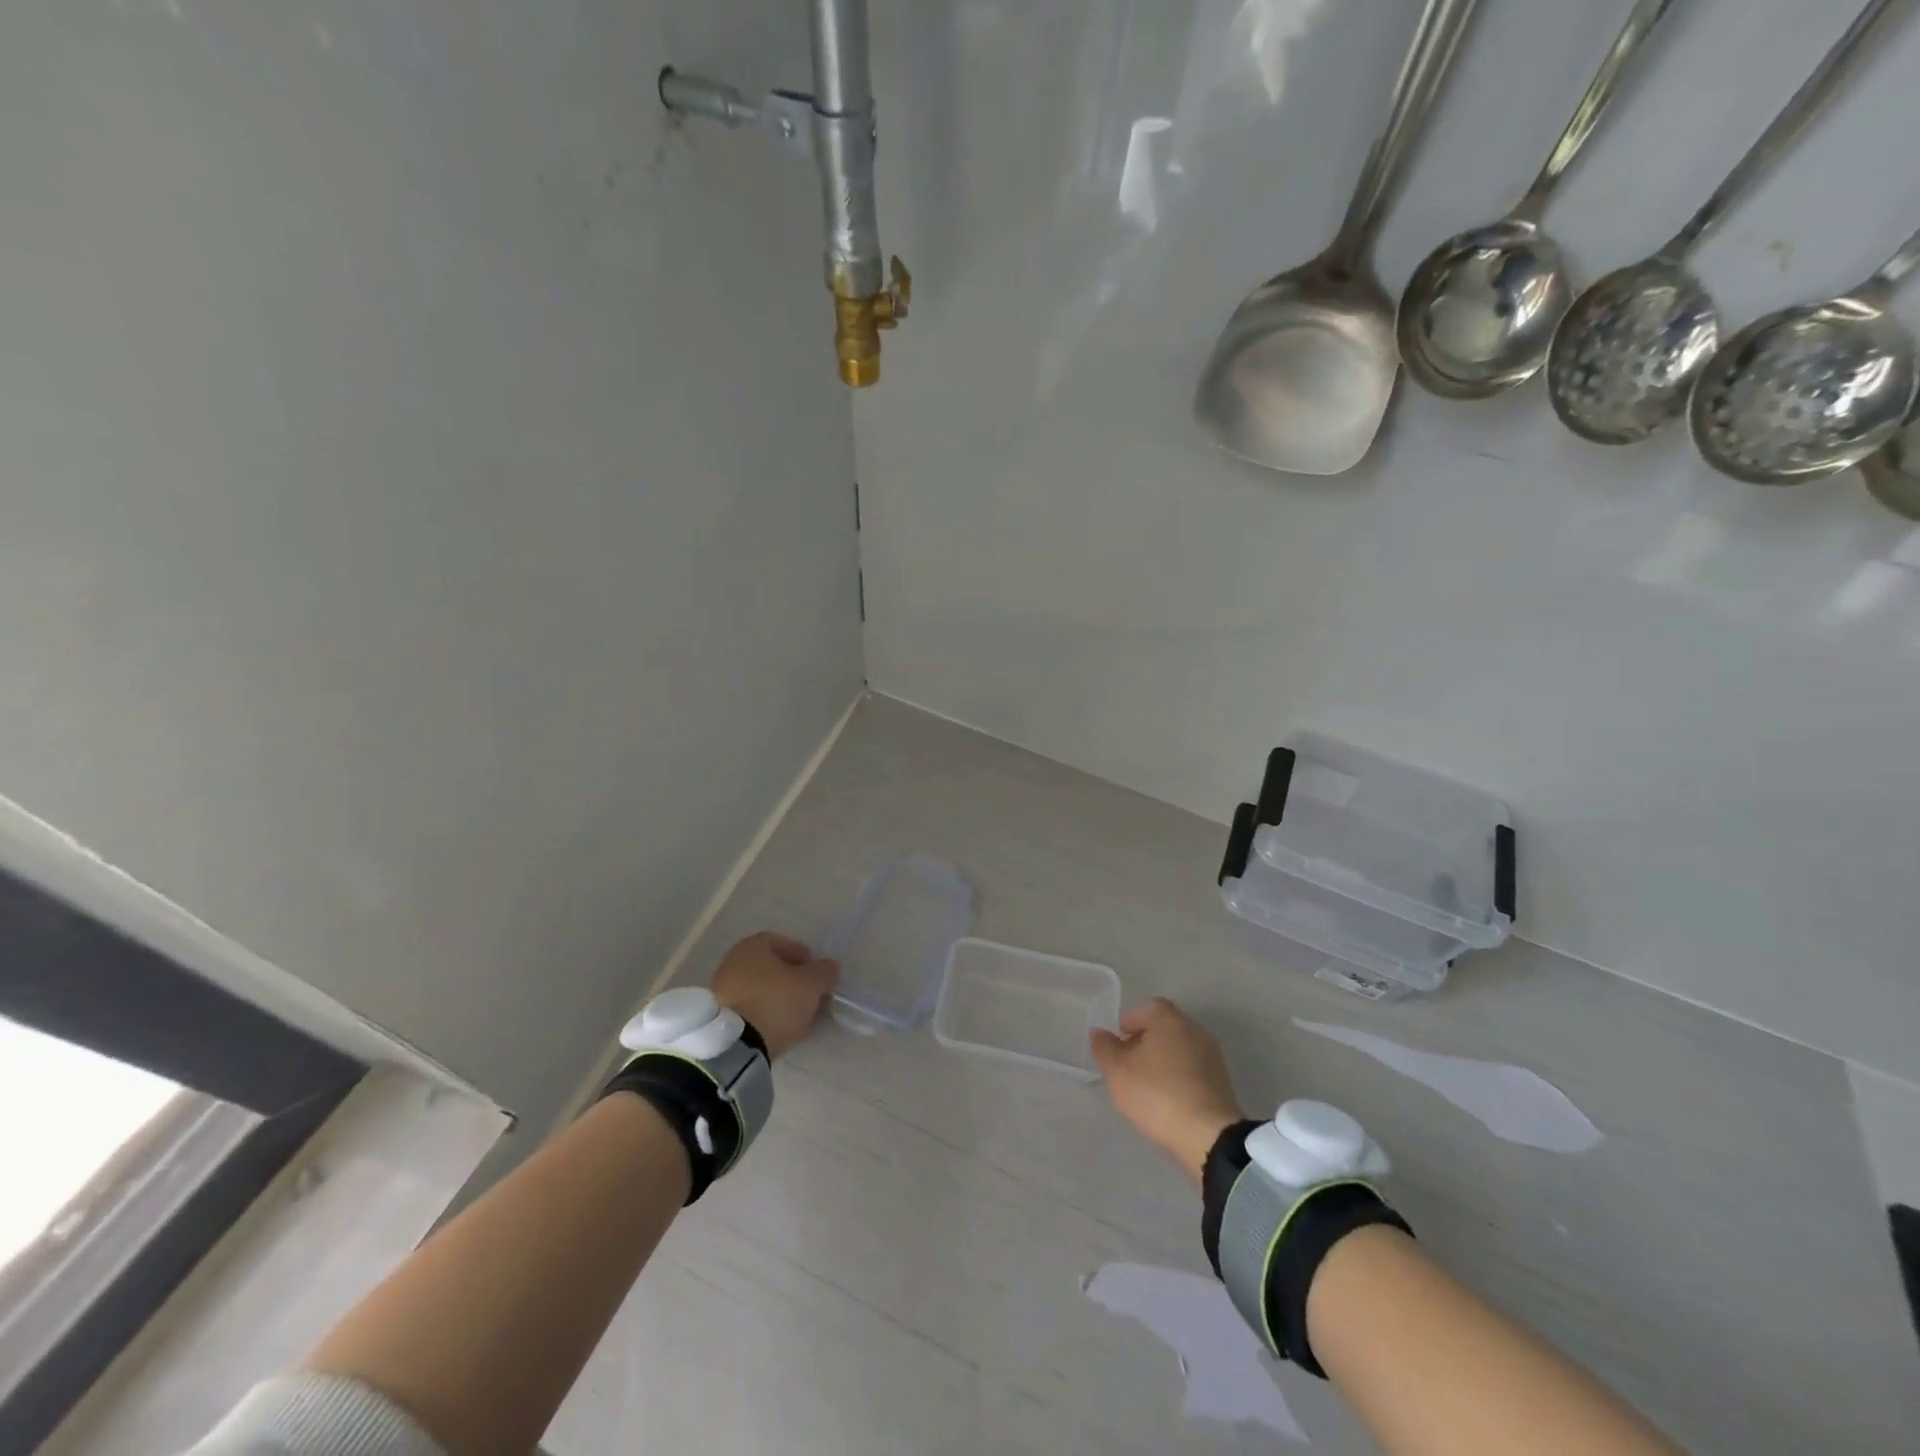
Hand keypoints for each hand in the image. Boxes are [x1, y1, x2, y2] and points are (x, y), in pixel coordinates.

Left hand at [710, 932, 839, 1059]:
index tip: (816, 971)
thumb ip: (825, 972)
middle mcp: (732, 961)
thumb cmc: (775, 1002)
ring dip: (778, 998)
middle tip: (809, 994)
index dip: (802, 954)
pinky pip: (748, 1008)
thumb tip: (828, 967)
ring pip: (758, 989)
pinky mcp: (718, 1017)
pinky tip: (778, 1027)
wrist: (734, 1045)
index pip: (781, 942)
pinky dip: (764, 1013)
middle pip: (769, 966)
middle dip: (791, 978)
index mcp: (752, 946)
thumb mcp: (811, 985)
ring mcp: (721, 990)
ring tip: (796, 1015)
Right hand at [1091, 998, 1244, 1183]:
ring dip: (1163, 1059)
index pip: (1148, 1007)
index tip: (1119, 1042)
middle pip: (1166, 1027)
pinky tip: (1168, 1098)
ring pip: (1181, 1048)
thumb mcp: (1118, 1072)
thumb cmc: (1157, 1094)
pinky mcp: (1222, 1082)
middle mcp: (1194, 1030)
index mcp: (1170, 1020)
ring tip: (1146, 1084)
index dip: (1131, 1021)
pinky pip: (1194, 1069)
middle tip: (1129, 1063)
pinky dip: (1179, 1076)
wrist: (1209, 1136)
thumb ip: (1104, 1048)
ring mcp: (1212, 1057)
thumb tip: (1099, 1032)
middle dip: (1146, 1040)